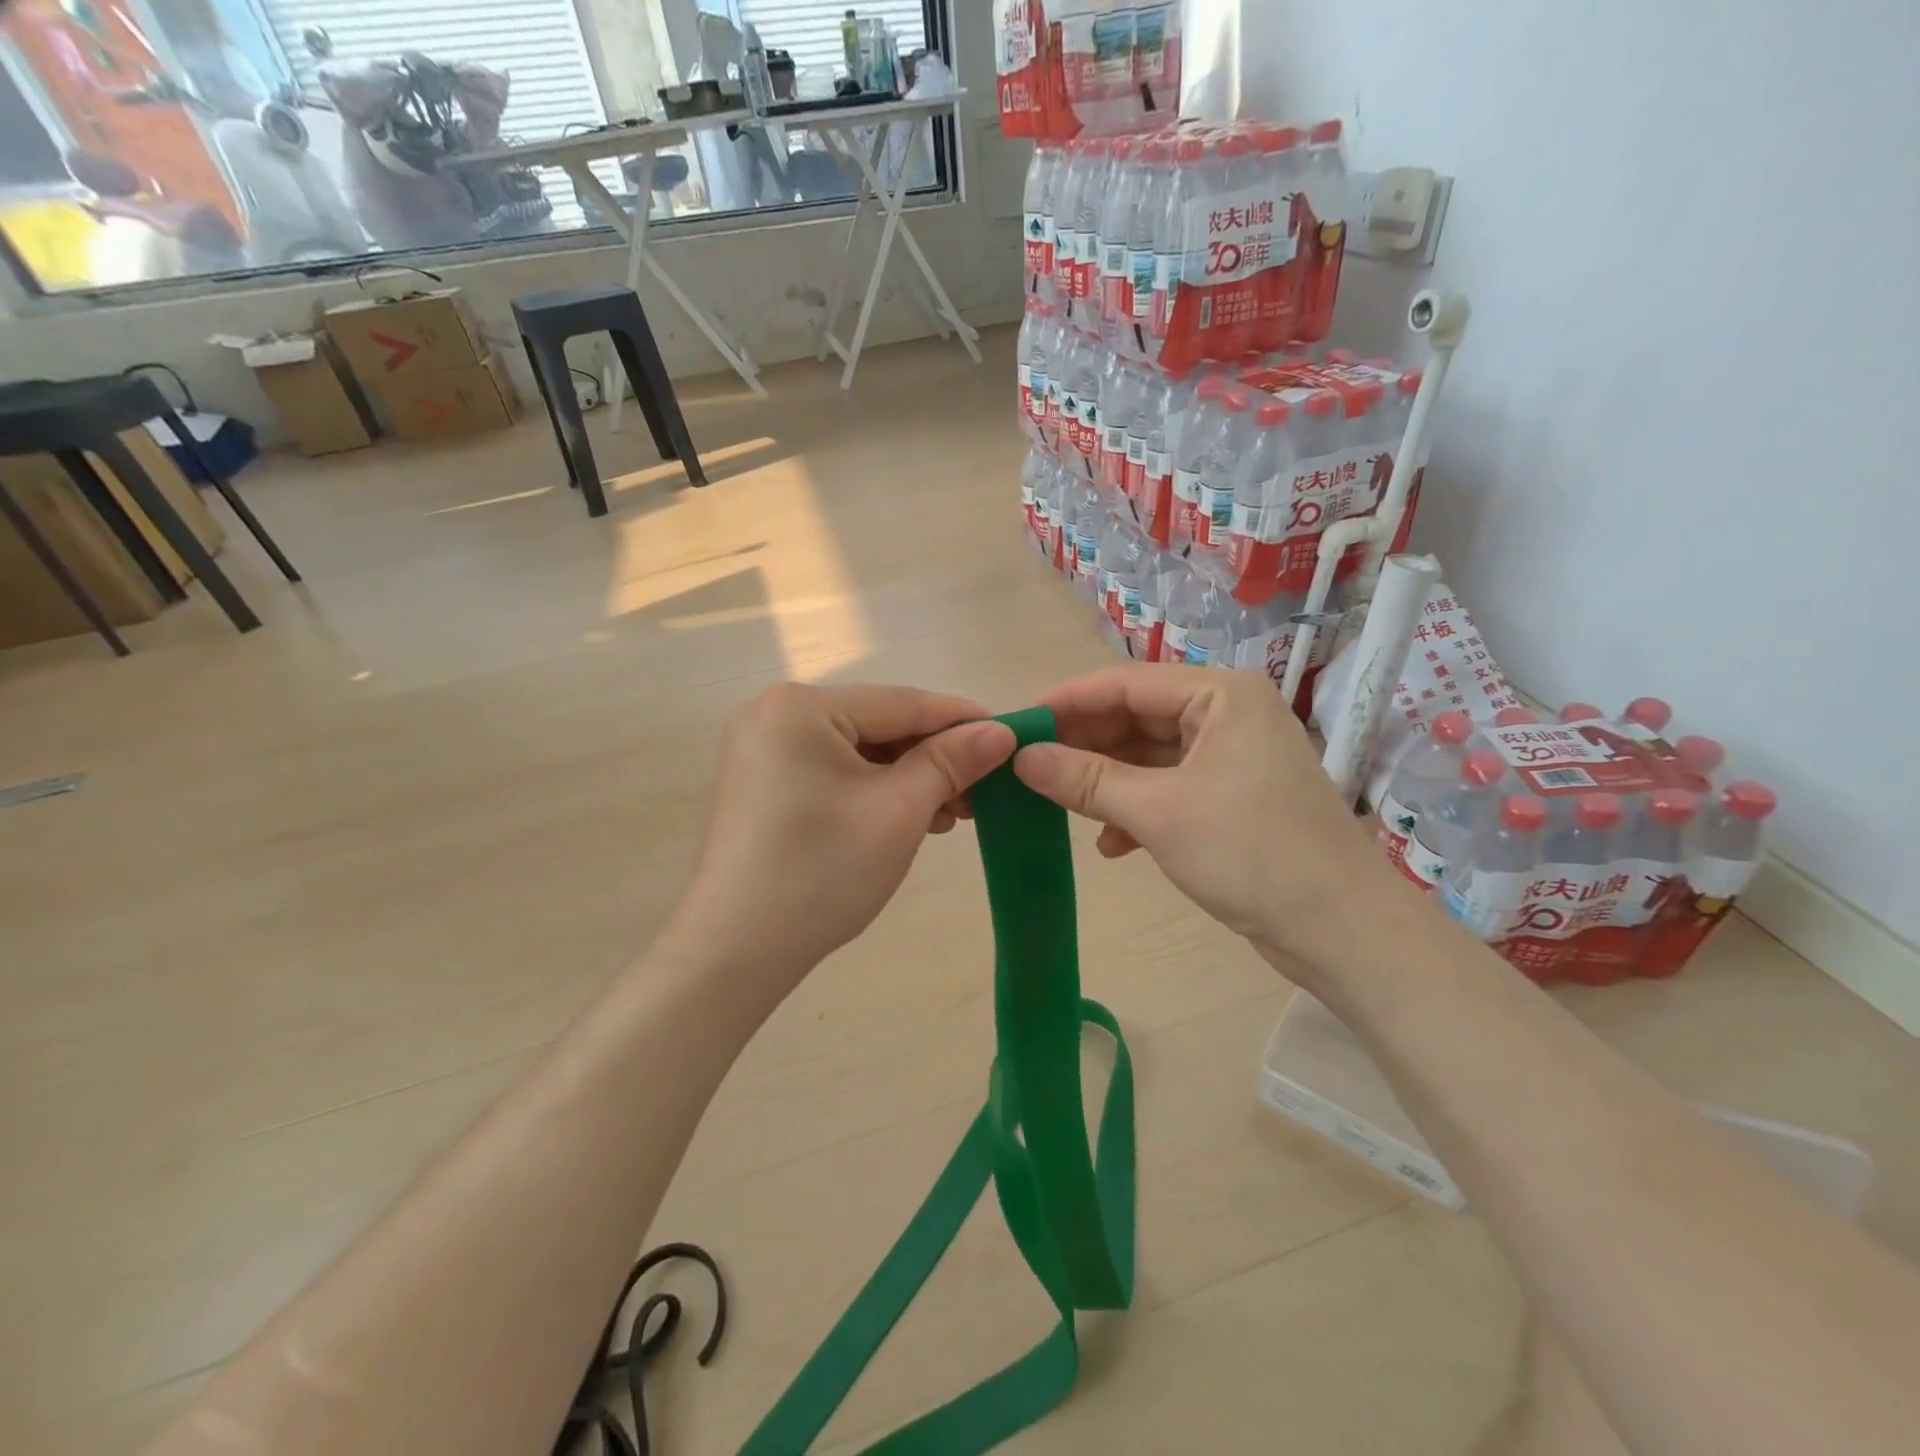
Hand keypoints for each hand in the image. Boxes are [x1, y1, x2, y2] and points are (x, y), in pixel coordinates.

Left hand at [662, 683, 1015, 1003]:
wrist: (735, 952)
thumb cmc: (822, 874)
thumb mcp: (898, 812)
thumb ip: (951, 762)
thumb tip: (1000, 731)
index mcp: (801, 707)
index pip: (902, 702)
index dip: (962, 719)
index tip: (1012, 734)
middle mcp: (775, 713)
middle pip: (879, 724)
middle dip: (934, 757)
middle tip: (983, 790)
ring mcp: (763, 748)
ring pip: (859, 750)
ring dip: (908, 776)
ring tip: (951, 811)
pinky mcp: (763, 782)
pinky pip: (834, 770)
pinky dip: (874, 789)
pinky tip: (909, 815)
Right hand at [1013, 664, 1404, 981]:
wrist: (1342, 930)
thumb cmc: (1252, 853)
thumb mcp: (1159, 812)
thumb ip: (1086, 779)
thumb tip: (1022, 757)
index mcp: (1219, 694)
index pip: (1125, 683)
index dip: (1067, 703)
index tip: (1016, 726)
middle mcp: (1227, 714)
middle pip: (1136, 717)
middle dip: (1084, 746)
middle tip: (1029, 769)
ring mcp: (1231, 757)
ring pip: (1148, 756)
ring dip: (1106, 782)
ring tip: (1060, 805)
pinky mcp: (1231, 798)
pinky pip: (1167, 787)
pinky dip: (1135, 809)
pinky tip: (1110, 844)